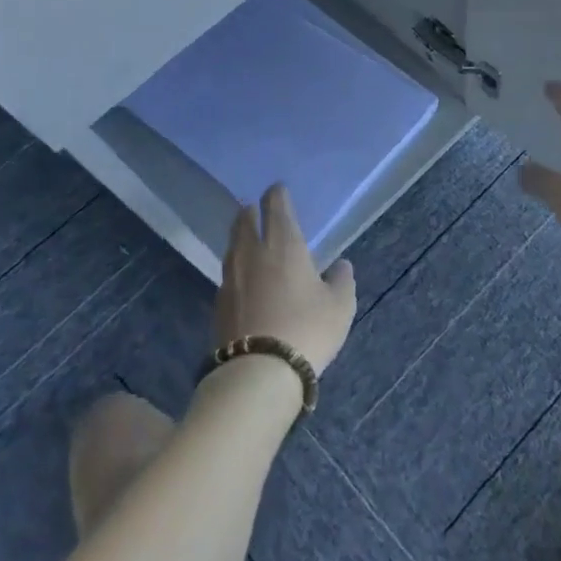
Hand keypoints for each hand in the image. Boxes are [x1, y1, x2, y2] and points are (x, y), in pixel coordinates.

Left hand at [217, 185, 356, 374]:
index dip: (277, 194)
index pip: (276, 206)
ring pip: (232, 245)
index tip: (278, 189)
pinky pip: (227, 272)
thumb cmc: (307, 330)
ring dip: (239, 235)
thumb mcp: (339, 307)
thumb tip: (341, 265)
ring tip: (246, 235)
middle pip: (245, 220)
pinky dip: (235, 265)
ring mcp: (231, 277)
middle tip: (255, 208)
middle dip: (251, 211)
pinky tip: (242, 275)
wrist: (258, 371)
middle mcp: (253, 253)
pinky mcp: (219, 302)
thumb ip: (342, 281)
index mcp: (284, 244)